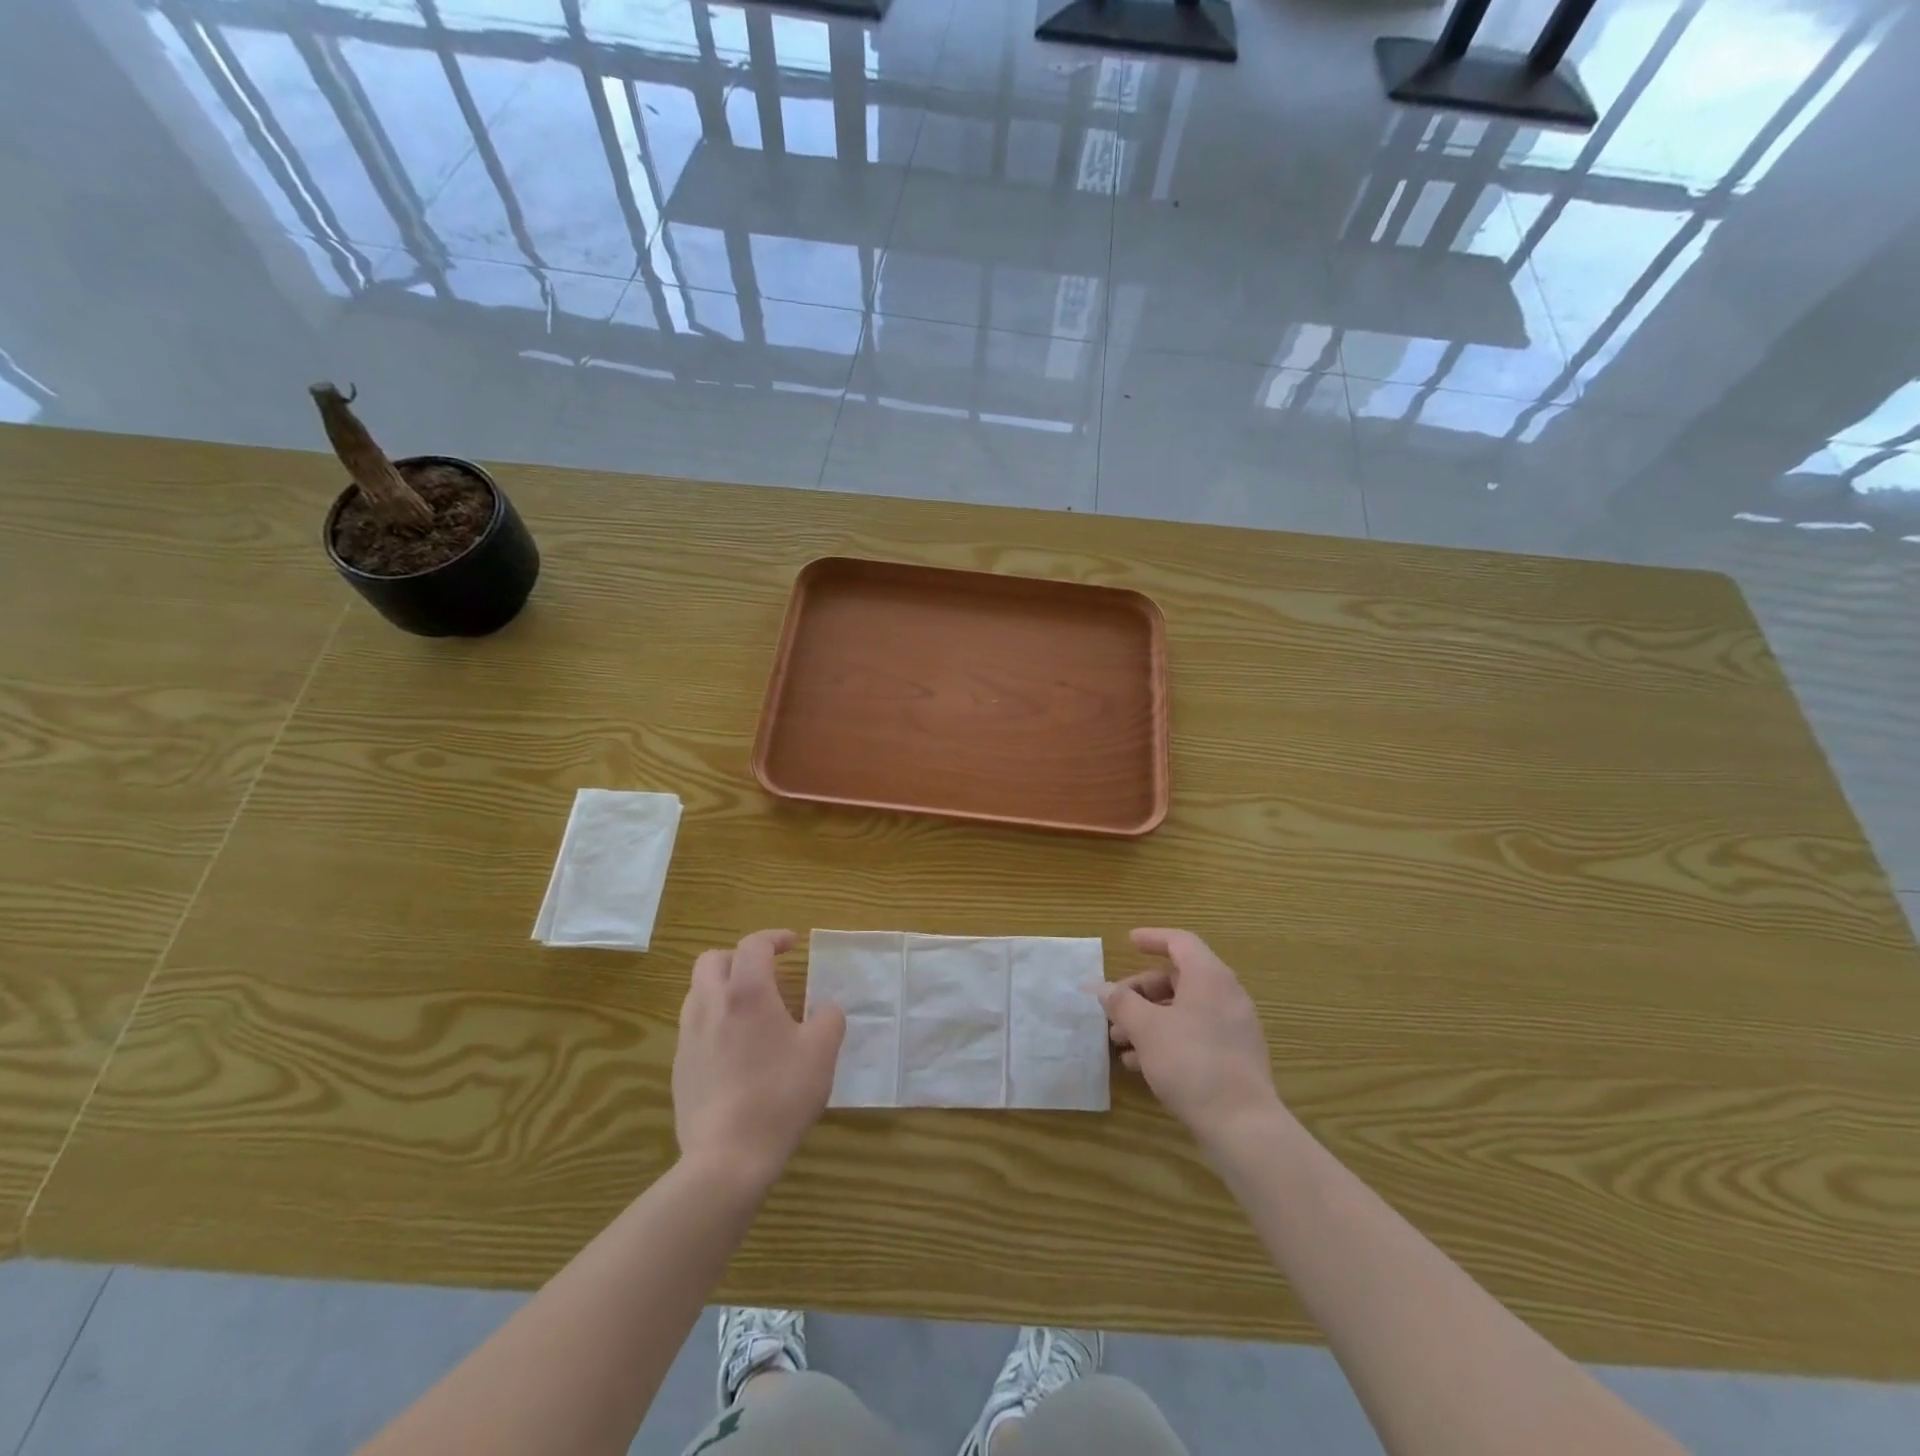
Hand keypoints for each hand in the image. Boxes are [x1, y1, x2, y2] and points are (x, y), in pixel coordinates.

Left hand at [672, 929, 845, 1187]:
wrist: (727, 1158)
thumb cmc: (780, 1095)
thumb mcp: (822, 1052)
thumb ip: (829, 1018)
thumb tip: (825, 1009)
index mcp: (747, 993)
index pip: (753, 945)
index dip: (773, 938)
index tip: (792, 944)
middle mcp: (711, 1005)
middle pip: (711, 960)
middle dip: (738, 957)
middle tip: (764, 972)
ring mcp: (688, 1037)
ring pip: (698, 992)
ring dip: (722, 988)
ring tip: (750, 1010)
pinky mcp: (678, 1068)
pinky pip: (694, 1027)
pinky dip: (714, 1020)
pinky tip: (735, 1049)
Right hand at [1101, 929, 1279, 1146]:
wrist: (1242, 1125)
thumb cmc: (1191, 1062)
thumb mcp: (1146, 1029)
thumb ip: (1122, 1003)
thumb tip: (1103, 989)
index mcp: (1210, 977)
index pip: (1180, 942)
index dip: (1152, 938)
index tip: (1128, 942)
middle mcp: (1227, 995)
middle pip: (1179, 978)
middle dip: (1141, 991)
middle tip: (1114, 1008)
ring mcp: (1235, 1028)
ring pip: (1185, 1009)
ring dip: (1150, 1018)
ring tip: (1120, 1041)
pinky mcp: (1236, 1057)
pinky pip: (1196, 1033)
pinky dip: (1168, 1037)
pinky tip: (1141, 1063)